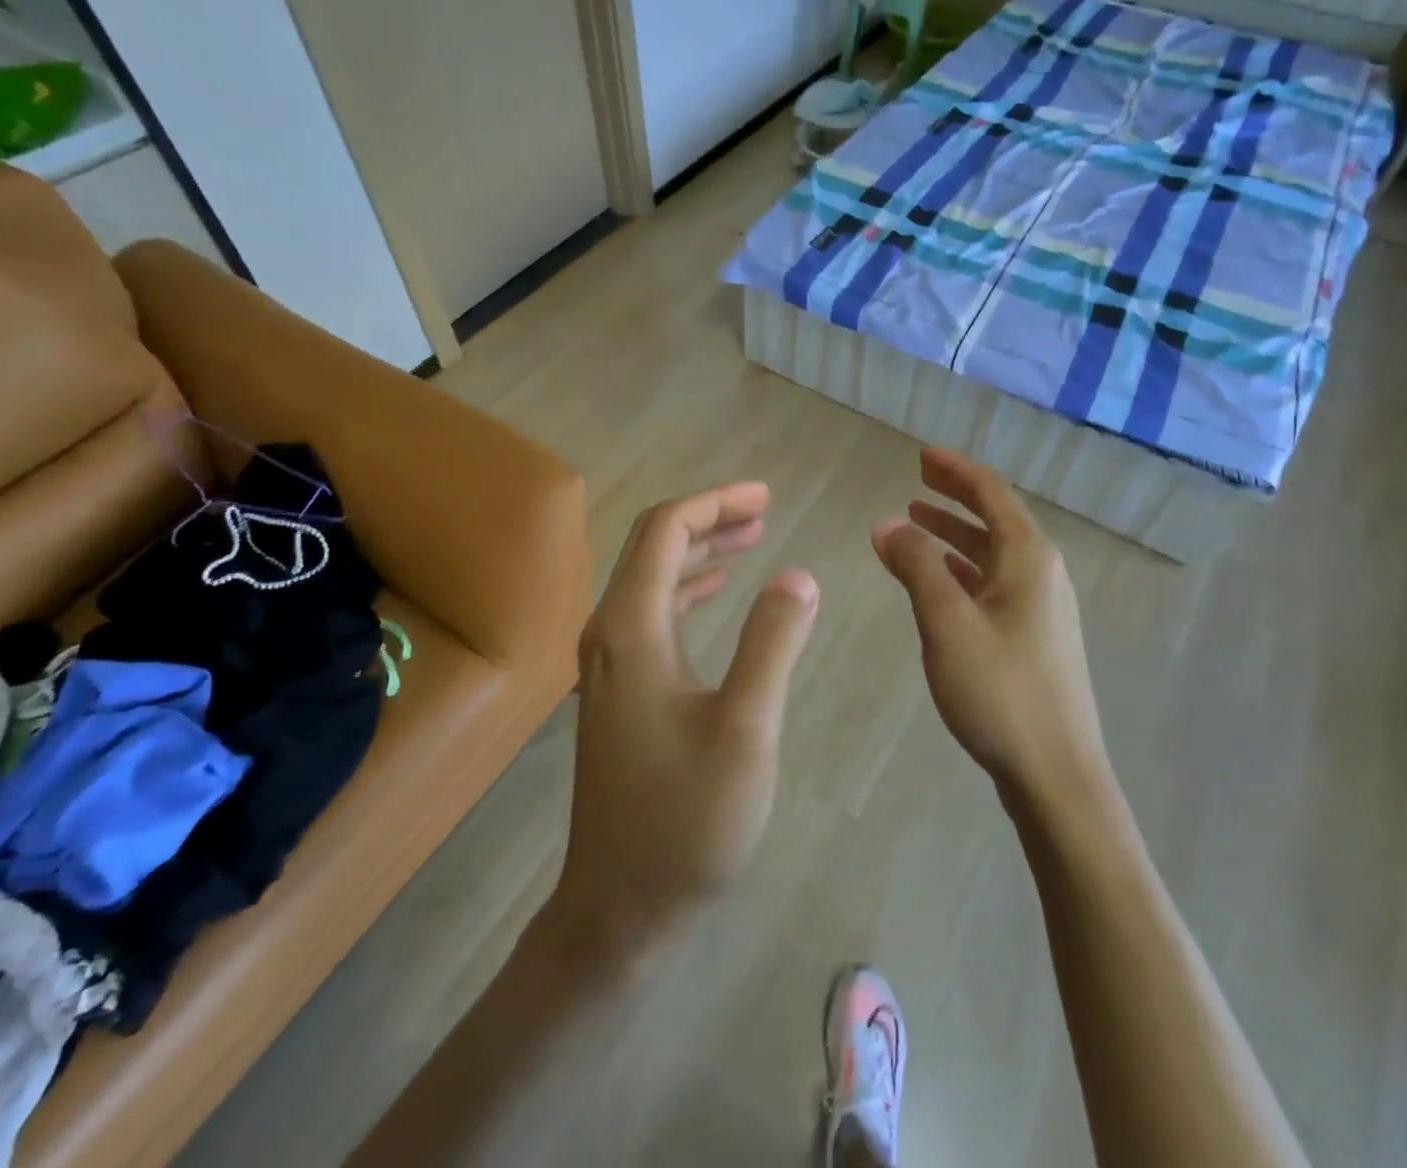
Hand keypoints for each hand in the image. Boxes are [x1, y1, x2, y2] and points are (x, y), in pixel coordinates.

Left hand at [553, 482, 818, 964]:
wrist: (618, 910)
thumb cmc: (685, 821)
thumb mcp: (746, 730)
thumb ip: (773, 643)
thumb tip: (798, 575)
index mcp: (631, 630)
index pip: (663, 531)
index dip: (714, 503)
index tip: (765, 496)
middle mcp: (609, 634)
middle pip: (652, 547)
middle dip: (708, 519)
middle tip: (765, 510)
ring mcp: (608, 664)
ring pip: (651, 579)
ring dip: (699, 552)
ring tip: (751, 538)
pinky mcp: (618, 691)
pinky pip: (651, 614)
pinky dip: (687, 589)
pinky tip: (717, 593)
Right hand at [871, 449, 1109, 809]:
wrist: (1057, 775)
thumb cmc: (1000, 691)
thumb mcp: (947, 622)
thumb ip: (917, 566)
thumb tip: (888, 524)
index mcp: (1029, 558)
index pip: (991, 493)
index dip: (955, 469)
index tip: (921, 455)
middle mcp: (1042, 574)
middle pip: (996, 518)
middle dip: (955, 496)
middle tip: (916, 480)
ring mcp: (1042, 608)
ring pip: (993, 554)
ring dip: (955, 534)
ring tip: (916, 521)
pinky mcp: (1034, 638)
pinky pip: (994, 583)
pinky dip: (962, 569)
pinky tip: (938, 578)